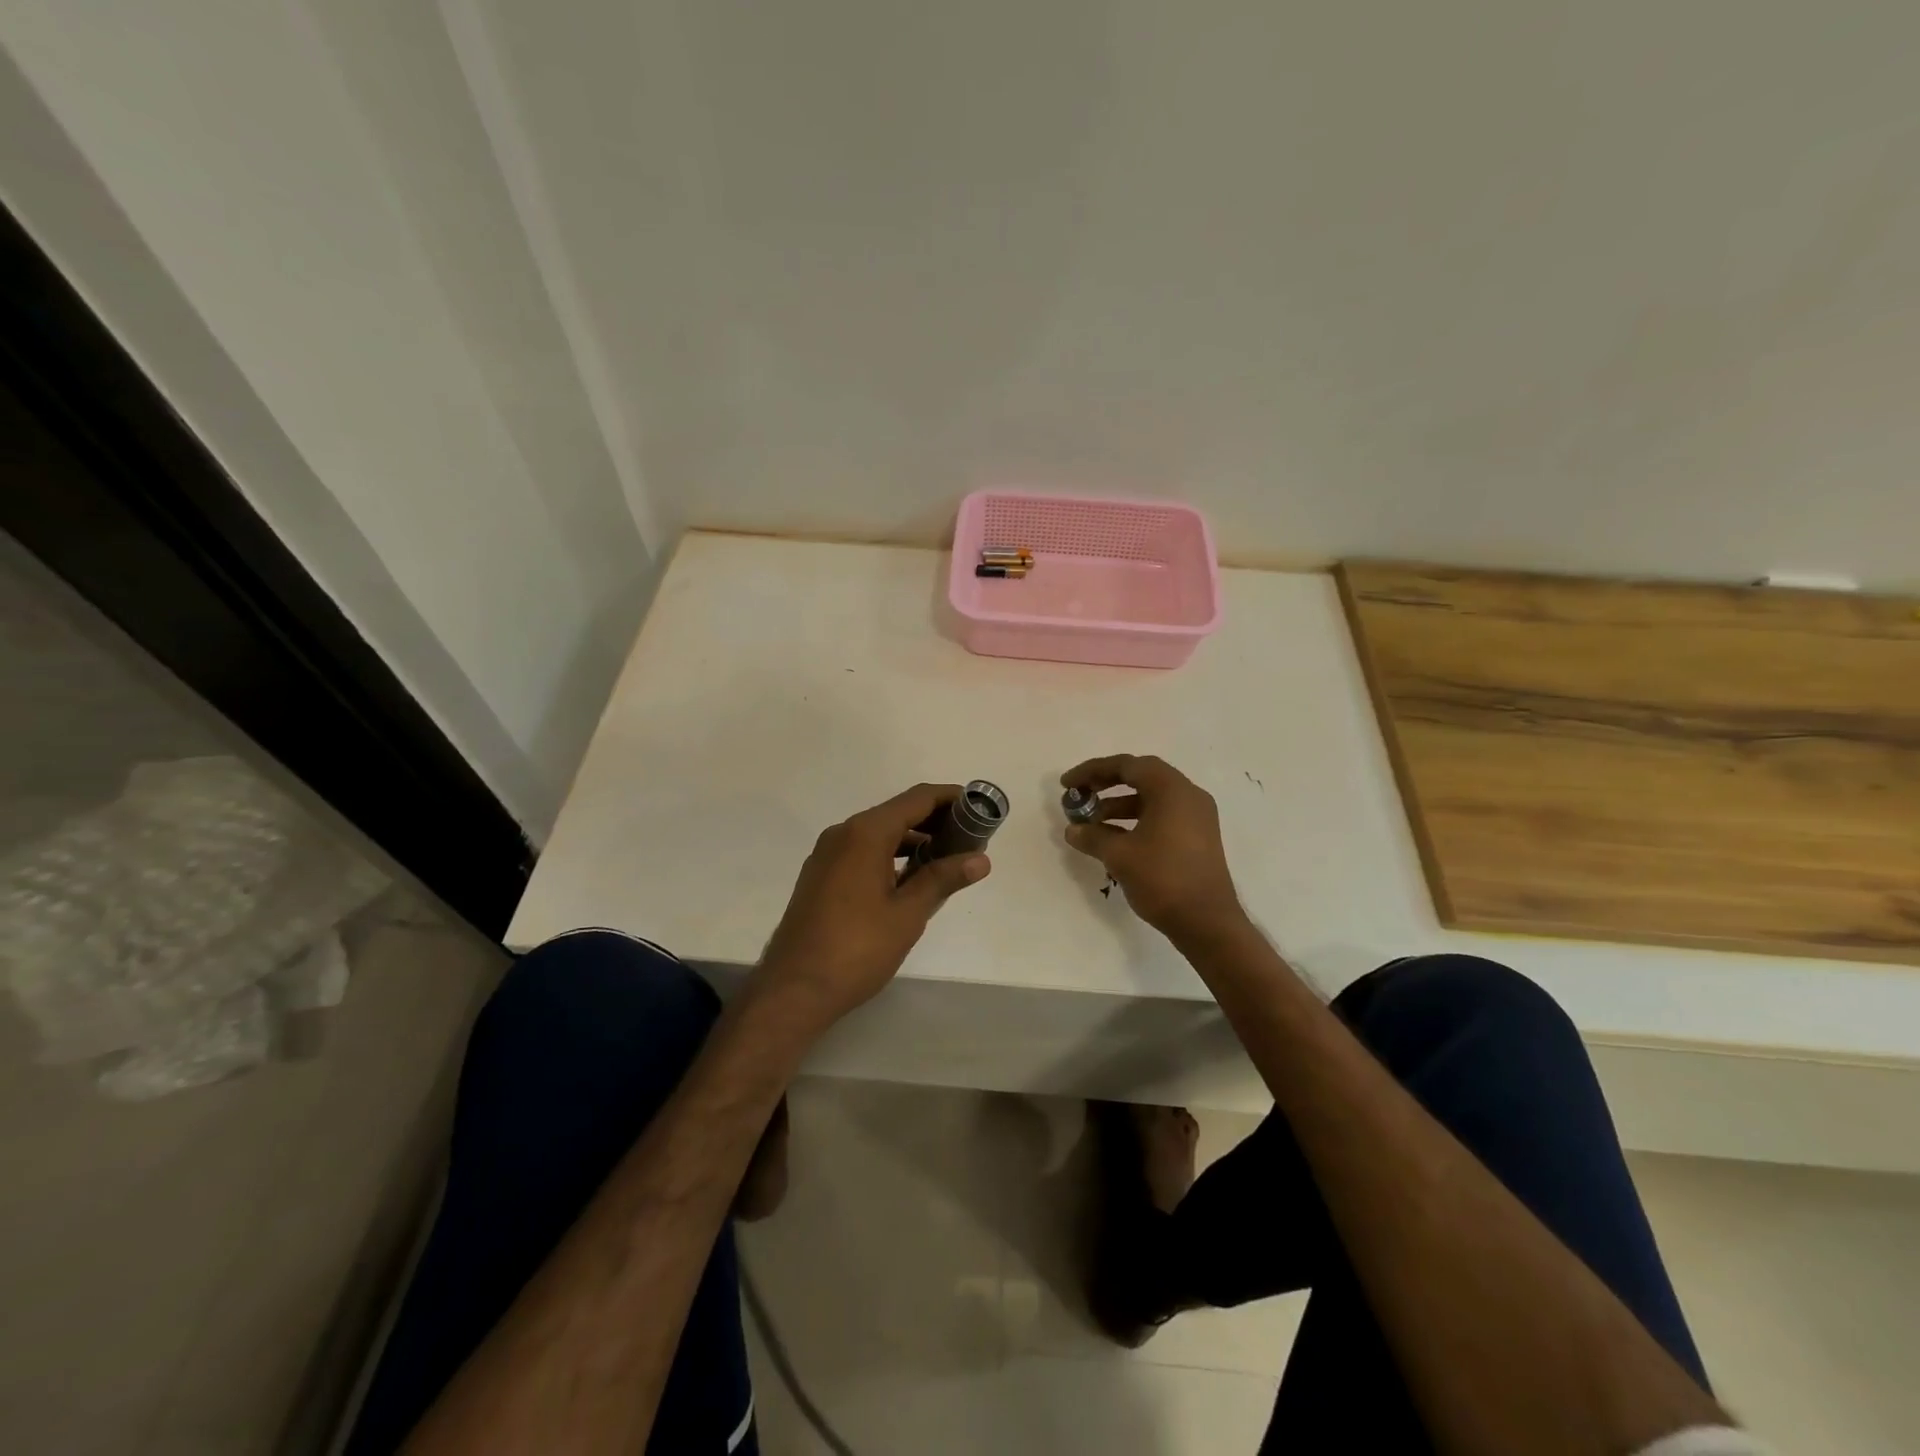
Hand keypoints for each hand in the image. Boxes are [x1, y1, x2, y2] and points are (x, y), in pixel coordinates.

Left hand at [756, 783, 990, 1026]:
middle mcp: (843, 833)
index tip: (980, 807)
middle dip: (935, 820)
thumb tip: (981, 859)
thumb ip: (943, 879)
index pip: (917, 799)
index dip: (951, 798)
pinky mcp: (820, 876)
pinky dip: (891, 855)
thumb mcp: (907, 914)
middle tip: (971, 837)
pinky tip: (910, 878)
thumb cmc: (857, 949)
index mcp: (865, 834)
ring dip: (913, 840)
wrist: (794, 989)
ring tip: (947, 859)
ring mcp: (827, 855)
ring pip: (879, 833)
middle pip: (897, 812)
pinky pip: (862, 851)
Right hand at [1060, 755, 1244, 942]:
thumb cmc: (1162, 879)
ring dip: (1119, 805)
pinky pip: (1162, 816)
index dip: (1093, 771)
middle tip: (1079, 796)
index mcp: (1172, 790)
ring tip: (1091, 823)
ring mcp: (1197, 817)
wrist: (1207, 922)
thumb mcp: (1119, 855)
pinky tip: (1114, 839)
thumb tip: (1073, 830)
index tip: (1067, 784)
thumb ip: (1092, 836)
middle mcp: (1188, 796)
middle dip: (1106, 784)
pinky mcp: (1198, 837)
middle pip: (1141, 777)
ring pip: (1151, 798)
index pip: (1127, 766)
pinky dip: (1136, 820)